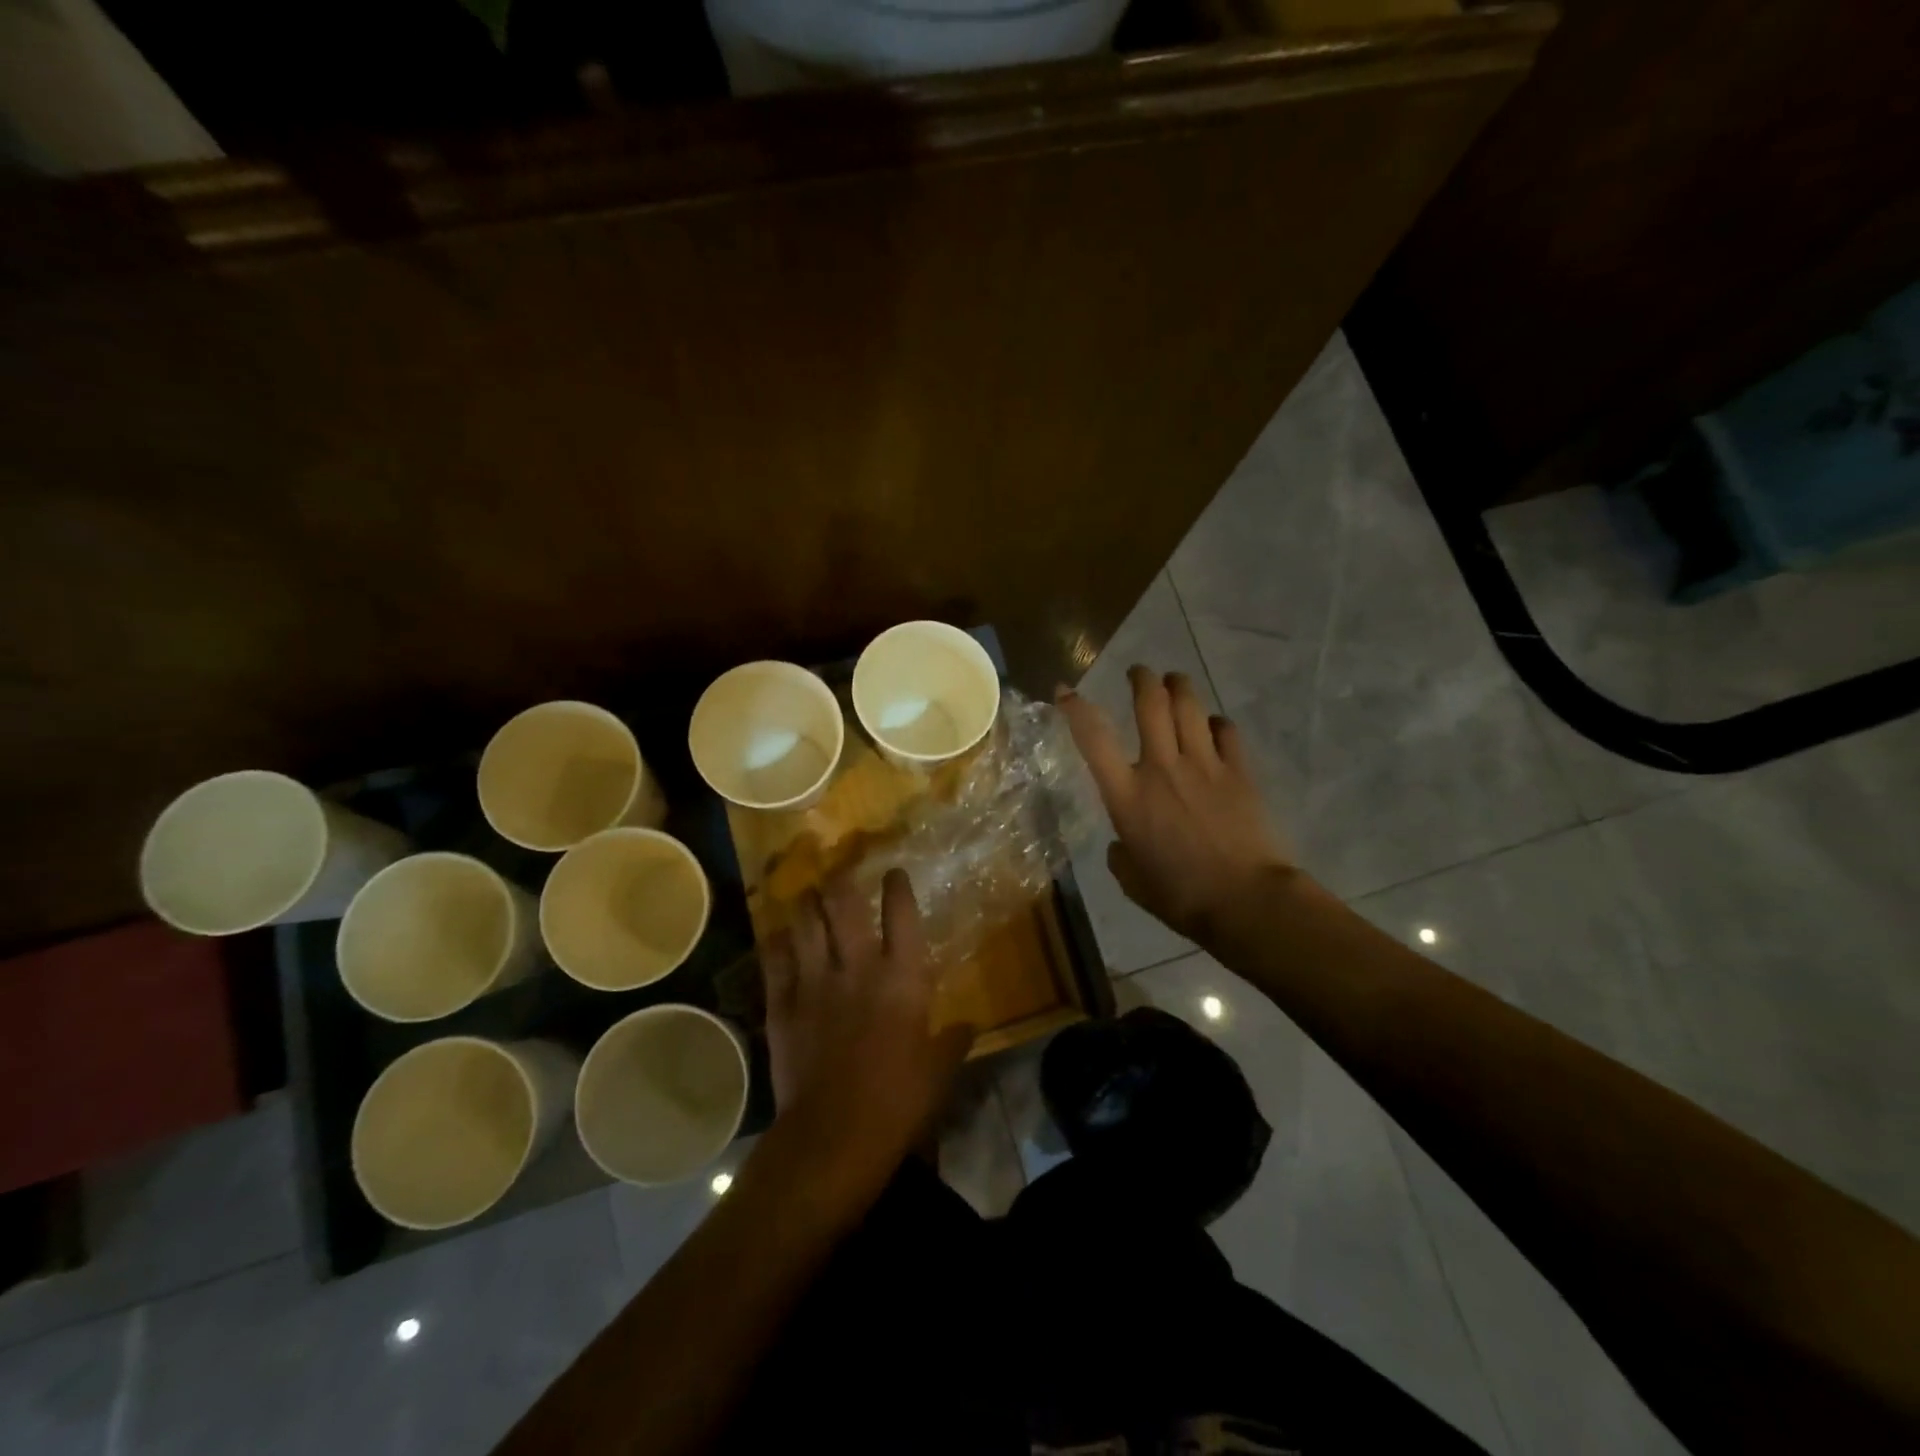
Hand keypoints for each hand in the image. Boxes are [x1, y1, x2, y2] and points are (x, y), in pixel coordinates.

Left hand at [762, 870, 972, 1186]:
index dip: (898, 888)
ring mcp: (814, 982)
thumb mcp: (939, 1072)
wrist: (833, 1134)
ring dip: (806, 904)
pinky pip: (774, 959)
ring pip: (805, 923)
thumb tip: (970, 1025)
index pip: (902, 915)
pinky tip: (777, 935)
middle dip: (841, 881)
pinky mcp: (782, 1004)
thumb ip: (954, 1041)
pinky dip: (776, 942)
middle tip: (839, 871)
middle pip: (844, 905)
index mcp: (901, 978)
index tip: (894, 872)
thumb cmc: (897, 1101)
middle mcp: (856, 967)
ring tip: (807, 894)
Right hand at [1059, 667, 1292, 942]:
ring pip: (1189, 706)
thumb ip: (1121, 855)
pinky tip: (1213, 727)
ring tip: (1174, 681)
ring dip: (1179, 686)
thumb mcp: (1132, 881)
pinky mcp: (1239, 772)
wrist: (1245, 900)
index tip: (1065, 691)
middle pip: (1150, 703)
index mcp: (1127, 795)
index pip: (1093, 738)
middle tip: (1139, 672)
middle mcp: (1162, 768)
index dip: (1075, 708)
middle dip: (1142, 679)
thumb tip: (1124, 844)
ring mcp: (1204, 765)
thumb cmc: (1180, 896)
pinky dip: (1216, 723)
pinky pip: (1226, 731)